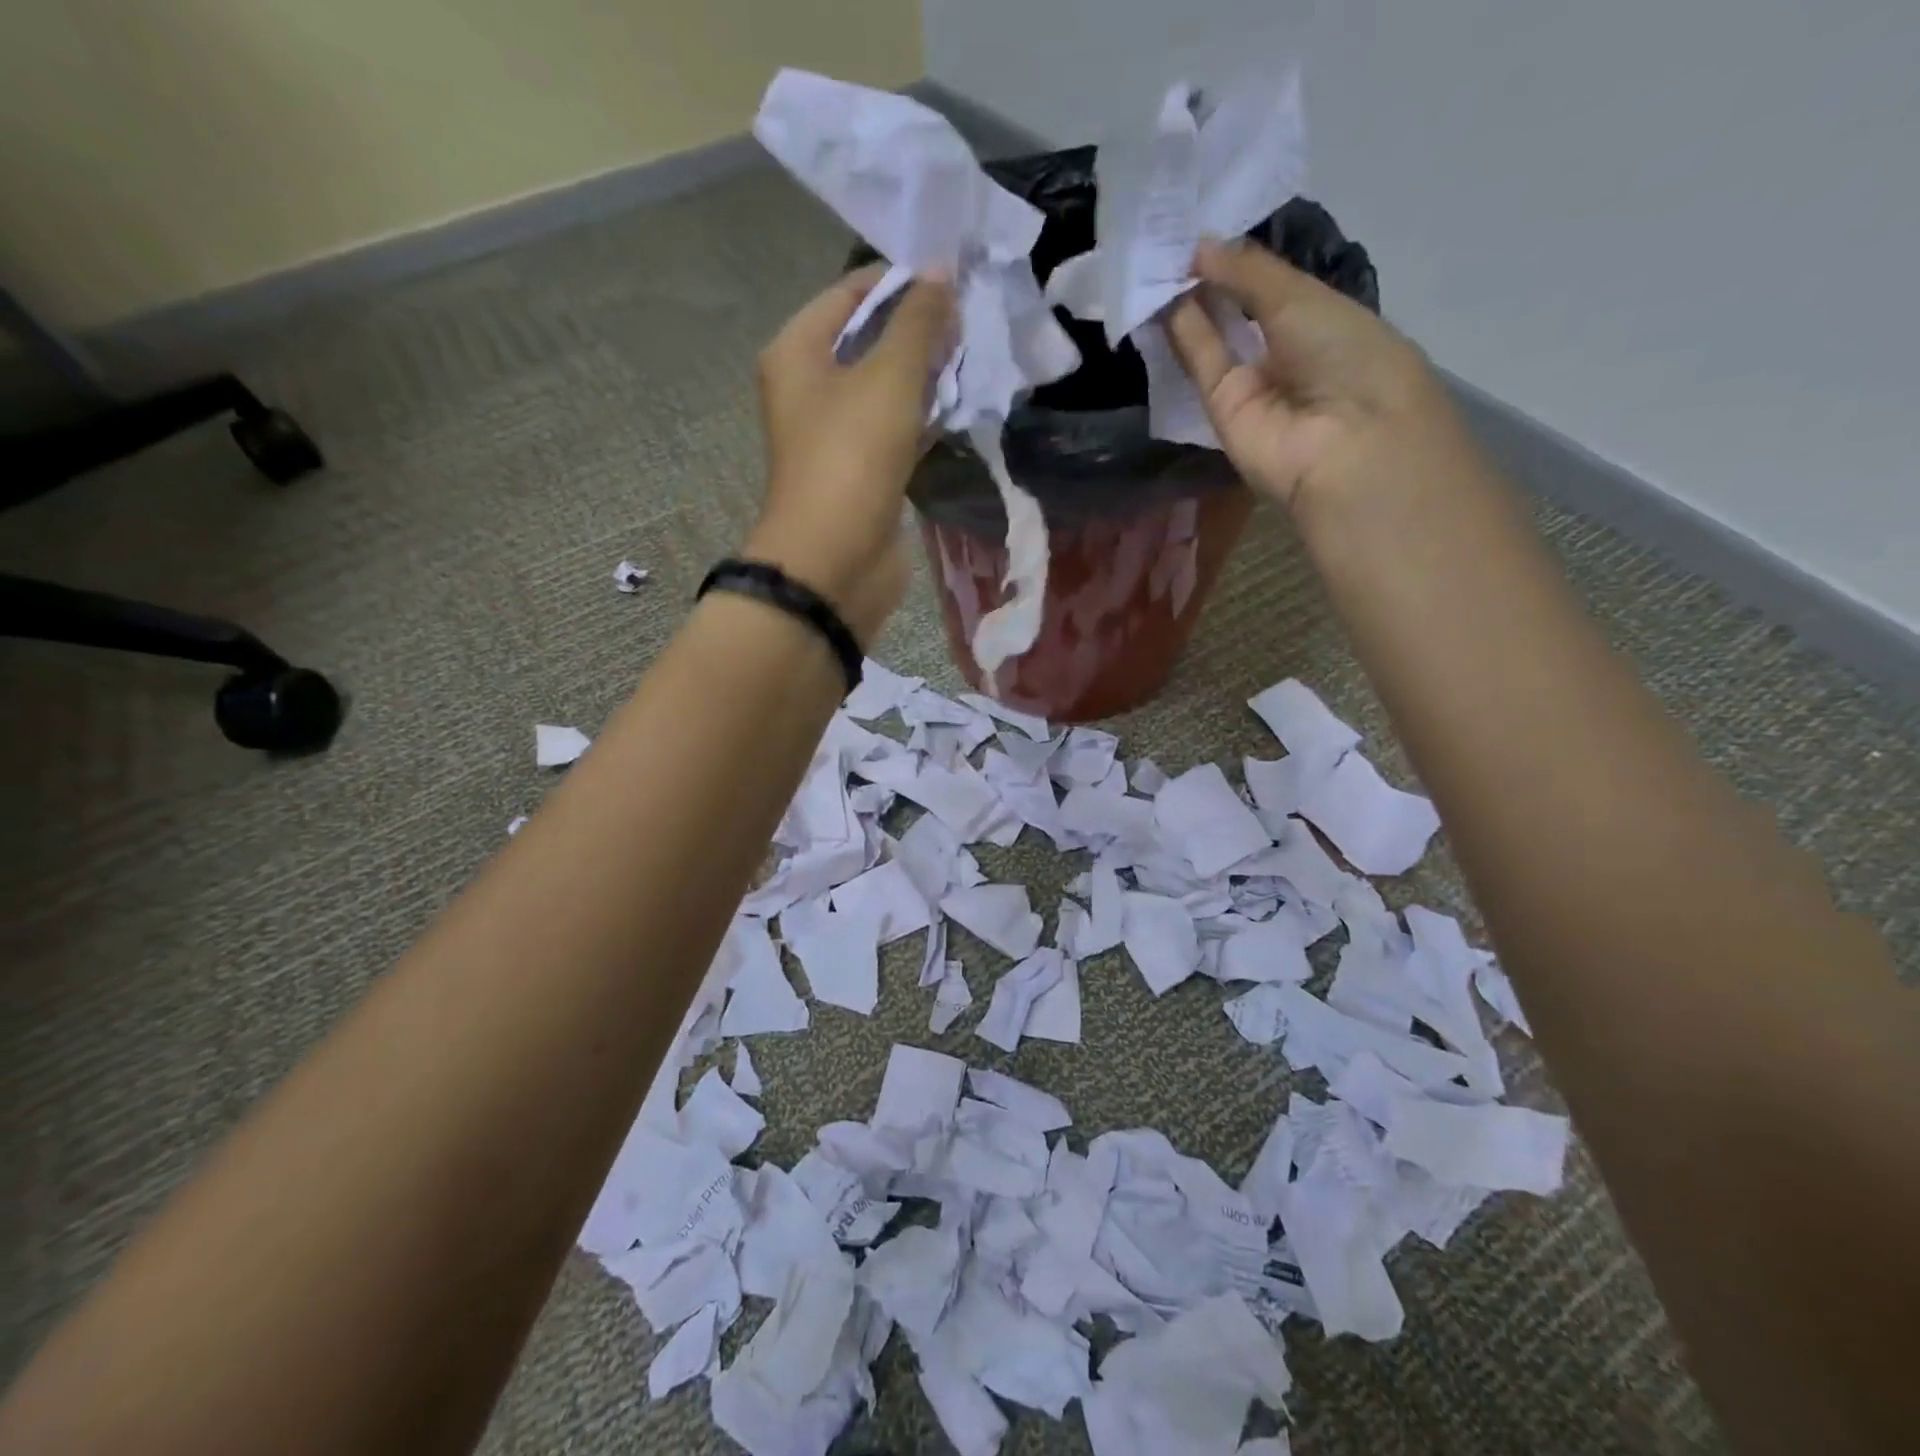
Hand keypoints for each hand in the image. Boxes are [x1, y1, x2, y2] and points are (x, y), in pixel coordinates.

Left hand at [746, 264, 955, 643]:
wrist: (836, 561)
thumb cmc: (851, 459)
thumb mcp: (888, 378)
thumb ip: (918, 322)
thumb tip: (942, 272)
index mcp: (798, 352)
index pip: (850, 292)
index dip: (901, 279)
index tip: (955, 276)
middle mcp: (811, 387)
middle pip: (869, 339)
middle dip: (919, 328)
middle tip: (975, 316)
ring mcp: (837, 433)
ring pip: (887, 387)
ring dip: (927, 373)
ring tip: (978, 352)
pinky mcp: (864, 471)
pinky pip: (897, 429)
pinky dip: (925, 415)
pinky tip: (964, 402)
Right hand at [1164, 239, 1476, 514]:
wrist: (1344, 441)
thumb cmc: (1347, 354)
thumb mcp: (1302, 297)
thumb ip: (1248, 272)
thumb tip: (1199, 245)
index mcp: (1322, 320)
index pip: (1272, 287)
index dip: (1241, 260)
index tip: (1205, 226)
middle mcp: (1285, 353)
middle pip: (1238, 312)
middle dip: (1210, 278)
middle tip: (1169, 239)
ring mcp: (1252, 386)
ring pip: (1215, 338)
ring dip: (1189, 303)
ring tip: (1156, 262)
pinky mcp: (1221, 412)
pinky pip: (1202, 365)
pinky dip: (1183, 335)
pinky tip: (1161, 300)